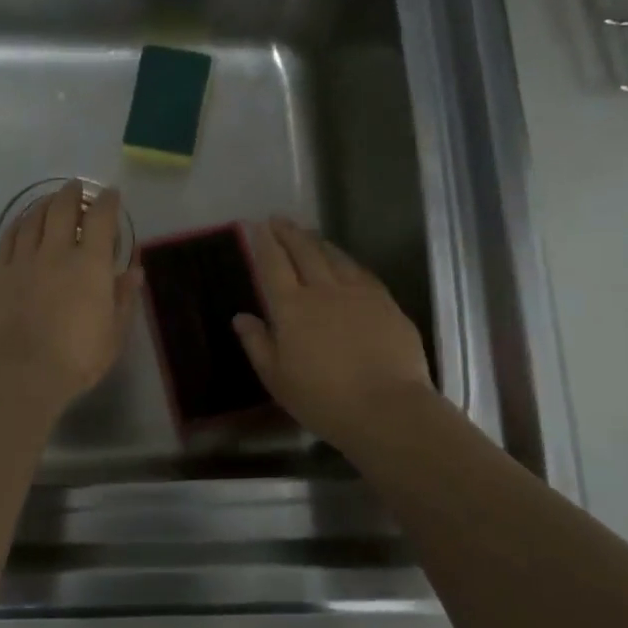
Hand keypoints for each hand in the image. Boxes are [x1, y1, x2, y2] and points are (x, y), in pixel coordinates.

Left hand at [0, 181, 141, 408]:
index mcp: (90, 265)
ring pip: (32, 218)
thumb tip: (134, 271)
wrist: (19, 374)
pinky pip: (8, 238)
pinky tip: (22, 224)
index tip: (111, 194)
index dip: (107, 201)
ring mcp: (22, 261)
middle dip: (72, 193)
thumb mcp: (114, 334)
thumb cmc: (76, 359)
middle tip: (77, 188)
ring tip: (50, 200)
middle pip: (62, 208)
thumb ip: (124, 298)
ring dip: (44, 203)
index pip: (101, 219)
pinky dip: (18, 224)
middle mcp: (55, 252)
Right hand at [233, 217, 434, 446]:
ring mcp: (358, 293)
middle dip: (289, 232)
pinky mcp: (386, 303)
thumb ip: (257, 344)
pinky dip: (348, 261)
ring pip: (335, 257)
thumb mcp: (277, 379)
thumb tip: (241, 316)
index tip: (257, 225)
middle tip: (279, 219)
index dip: (264, 242)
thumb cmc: (323, 400)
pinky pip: (362, 272)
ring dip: (318, 242)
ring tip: (310, 235)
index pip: (273, 264)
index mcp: (292, 308)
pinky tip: (346, 263)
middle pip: (304, 251)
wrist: (386, 408)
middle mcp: (323, 290)